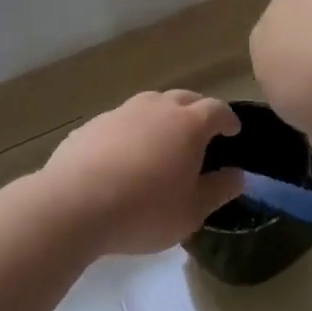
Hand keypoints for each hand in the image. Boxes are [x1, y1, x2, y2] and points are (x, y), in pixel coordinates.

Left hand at [40, 91, 242, 255]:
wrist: (73, 205)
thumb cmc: (144, 210)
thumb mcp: (191, 212)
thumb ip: (219, 190)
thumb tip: (238, 175)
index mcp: (188, 124)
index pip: (217, 109)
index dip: (229, 119)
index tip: (233, 132)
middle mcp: (157, 108)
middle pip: (185, 98)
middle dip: (198, 111)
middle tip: (202, 133)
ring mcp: (122, 112)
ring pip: (151, 104)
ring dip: (163, 117)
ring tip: (162, 141)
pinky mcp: (93, 124)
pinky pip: (122, 121)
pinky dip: (132, 131)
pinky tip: (124, 156)